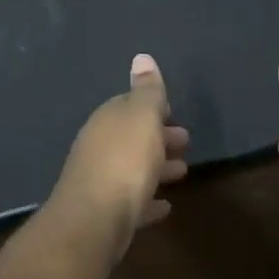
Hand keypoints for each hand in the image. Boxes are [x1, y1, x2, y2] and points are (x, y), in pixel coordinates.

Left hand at [50, 53, 189, 252]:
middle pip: (132, 137)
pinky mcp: (104, 212)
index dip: (152, 108)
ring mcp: (99, 180)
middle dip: (157, 137)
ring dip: (156, 167)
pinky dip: (148, 199)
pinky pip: (131, 201)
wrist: (94, 221)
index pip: (129, 105)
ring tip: (182, 171)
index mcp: (107, 120)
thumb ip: (147, 91)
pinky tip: (164, 206)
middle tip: (184, 141)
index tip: (173, 113)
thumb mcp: (143, 118)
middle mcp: (98, 146)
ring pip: (132, 168)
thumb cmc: (125, 162)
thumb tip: (141, 57)